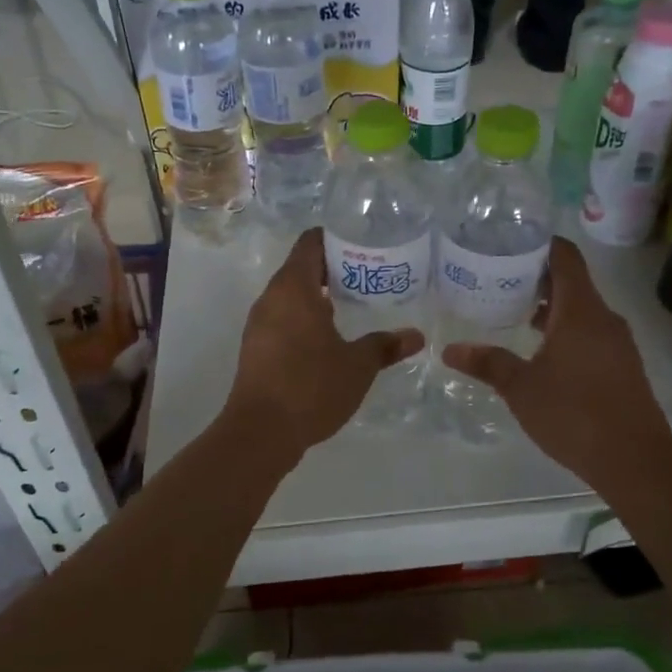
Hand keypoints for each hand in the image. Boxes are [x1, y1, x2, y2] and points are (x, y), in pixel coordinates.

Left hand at [223, 229, 423, 459]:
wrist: (261, 432)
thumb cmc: (311, 386)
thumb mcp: (358, 366)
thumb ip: (385, 346)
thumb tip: (416, 336)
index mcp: (293, 288)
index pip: (311, 244)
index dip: (336, 239)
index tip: (363, 246)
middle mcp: (271, 299)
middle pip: (300, 268)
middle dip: (333, 270)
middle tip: (368, 277)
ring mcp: (259, 325)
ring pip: (290, 297)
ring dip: (318, 297)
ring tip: (352, 305)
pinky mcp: (255, 349)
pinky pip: (282, 320)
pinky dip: (304, 319)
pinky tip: (329, 339)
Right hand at [442, 237, 671, 493]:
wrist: (635, 461)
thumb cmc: (574, 414)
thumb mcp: (521, 388)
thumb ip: (487, 363)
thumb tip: (449, 350)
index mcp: (581, 311)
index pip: (565, 256)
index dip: (539, 243)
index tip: (508, 243)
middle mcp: (603, 318)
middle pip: (571, 281)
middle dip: (535, 277)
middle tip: (497, 279)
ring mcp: (617, 343)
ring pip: (580, 309)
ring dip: (549, 306)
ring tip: (512, 313)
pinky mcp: (622, 366)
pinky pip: (590, 332)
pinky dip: (564, 329)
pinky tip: (540, 351)